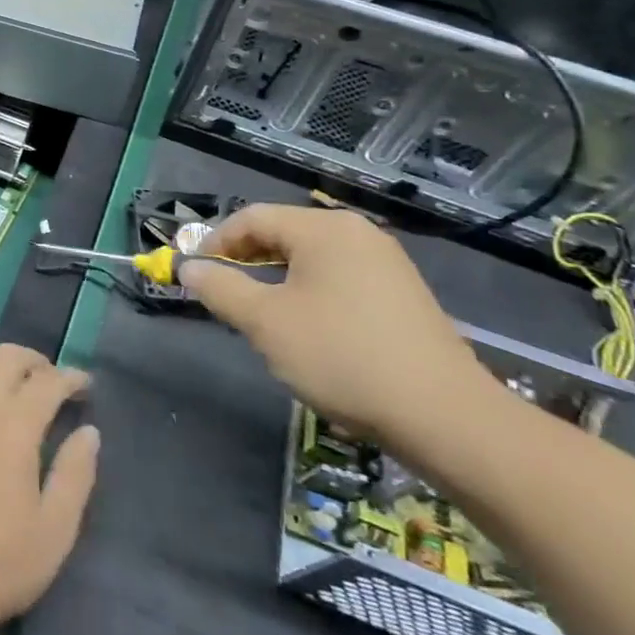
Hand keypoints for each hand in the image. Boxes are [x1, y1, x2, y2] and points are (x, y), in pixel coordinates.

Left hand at [0, 344, 98, 634]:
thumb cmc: (2, 560)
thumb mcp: (56, 527)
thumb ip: (76, 473)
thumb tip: (89, 432)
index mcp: (12, 426)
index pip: (46, 381)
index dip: (71, 377)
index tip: (87, 386)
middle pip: (6, 356)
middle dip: (36, 361)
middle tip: (55, 383)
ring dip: (3, 364)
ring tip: (22, 389)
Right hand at [179, 204, 495, 448]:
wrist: (445, 416)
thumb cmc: (342, 356)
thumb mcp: (266, 323)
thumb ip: (221, 288)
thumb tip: (189, 268)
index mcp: (324, 229)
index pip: (252, 218)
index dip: (215, 241)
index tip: (194, 272)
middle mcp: (356, 233)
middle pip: (283, 233)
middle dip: (245, 260)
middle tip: (221, 293)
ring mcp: (385, 262)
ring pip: (310, 258)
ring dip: (275, 278)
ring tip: (258, 314)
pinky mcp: (402, 294)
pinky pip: (338, 278)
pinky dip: (309, 292)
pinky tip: (306, 327)